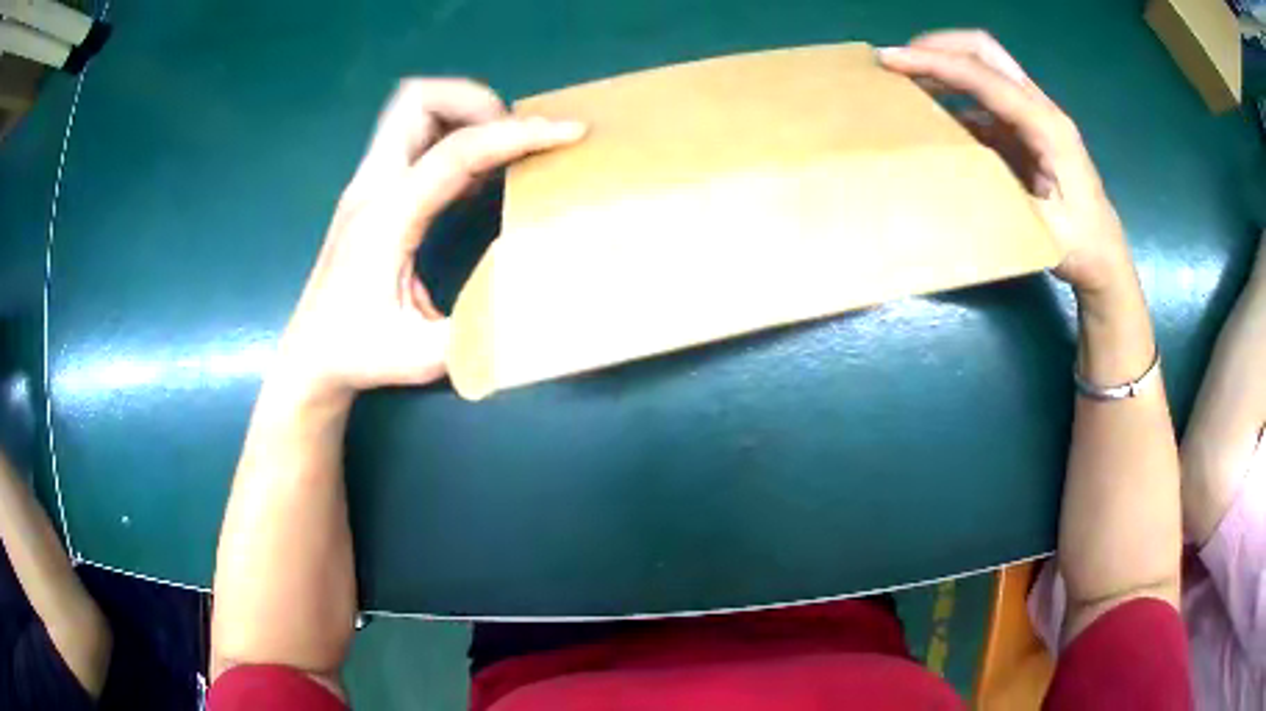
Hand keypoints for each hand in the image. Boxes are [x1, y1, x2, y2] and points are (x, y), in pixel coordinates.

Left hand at [274, 79, 584, 398]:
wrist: (310, 356)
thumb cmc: (358, 355)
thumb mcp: (423, 356)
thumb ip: (479, 327)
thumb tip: (539, 297)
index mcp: (387, 217)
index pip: (456, 151)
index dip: (517, 135)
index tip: (567, 132)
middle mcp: (373, 185)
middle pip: (419, 99)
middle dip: (477, 103)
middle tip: (512, 139)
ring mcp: (368, 184)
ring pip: (413, 109)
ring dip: (462, 114)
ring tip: (497, 151)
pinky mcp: (372, 191)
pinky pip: (414, 137)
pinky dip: (451, 137)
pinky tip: (473, 179)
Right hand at [879, 31, 1132, 295]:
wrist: (1106, 255)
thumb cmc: (1080, 246)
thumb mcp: (1042, 230)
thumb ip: (1003, 192)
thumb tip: (950, 167)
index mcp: (1047, 128)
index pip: (985, 78)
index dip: (936, 63)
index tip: (892, 59)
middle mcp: (1041, 109)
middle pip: (985, 51)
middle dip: (939, 46)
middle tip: (900, 60)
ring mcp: (1034, 115)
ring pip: (985, 66)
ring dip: (945, 63)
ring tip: (909, 79)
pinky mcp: (1027, 128)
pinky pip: (986, 95)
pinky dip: (956, 93)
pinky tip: (936, 112)